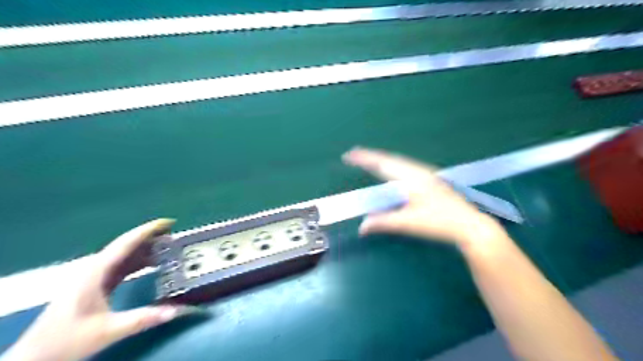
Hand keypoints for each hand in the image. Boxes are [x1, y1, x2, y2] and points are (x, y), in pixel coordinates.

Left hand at [3, 219, 192, 360]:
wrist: (35, 359)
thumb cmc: (66, 340)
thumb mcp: (108, 330)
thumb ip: (143, 319)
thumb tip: (178, 310)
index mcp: (95, 272)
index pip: (125, 243)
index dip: (148, 230)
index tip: (169, 222)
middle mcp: (94, 269)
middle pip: (126, 246)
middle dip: (151, 238)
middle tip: (175, 235)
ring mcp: (94, 277)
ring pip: (124, 256)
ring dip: (146, 250)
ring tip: (169, 247)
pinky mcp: (96, 285)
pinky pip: (122, 267)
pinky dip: (139, 262)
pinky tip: (153, 264)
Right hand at [341, 148, 507, 246]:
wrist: (470, 225)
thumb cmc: (439, 223)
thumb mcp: (409, 223)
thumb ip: (383, 223)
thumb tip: (361, 227)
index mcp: (411, 177)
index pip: (383, 164)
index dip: (365, 158)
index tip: (349, 155)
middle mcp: (418, 171)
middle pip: (390, 159)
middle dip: (371, 157)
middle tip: (355, 157)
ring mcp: (426, 174)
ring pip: (398, 163)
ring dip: (382, 162)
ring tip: (368, 162)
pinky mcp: (430, 180)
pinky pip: (405, 169)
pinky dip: (392, 168)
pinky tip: (390, 175)